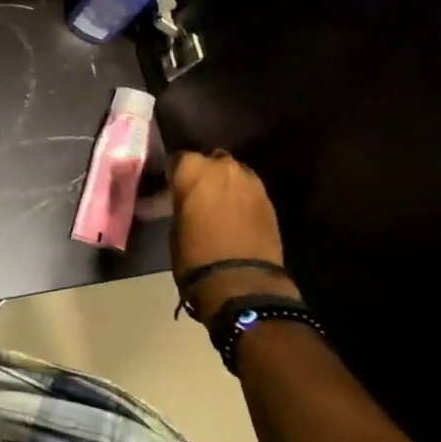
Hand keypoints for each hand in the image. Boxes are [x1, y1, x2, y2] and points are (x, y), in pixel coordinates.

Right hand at [170, 150, 285, 318]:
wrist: (241, 282)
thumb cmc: (196, 256)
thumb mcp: (175, 228)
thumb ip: (181, 205)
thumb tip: (182, 204)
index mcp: (194, 170)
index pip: (179, 159)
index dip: (175, 174)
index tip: (171, 187)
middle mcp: (224, 167)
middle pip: (211, 161)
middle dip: (205, 175)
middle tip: (196, 195)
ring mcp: (251, 182)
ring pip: (234, 174)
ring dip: (226, 185)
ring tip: (219, 206)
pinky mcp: (270, 201)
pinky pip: (250, 192)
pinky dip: (242, 200)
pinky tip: (236, 217)